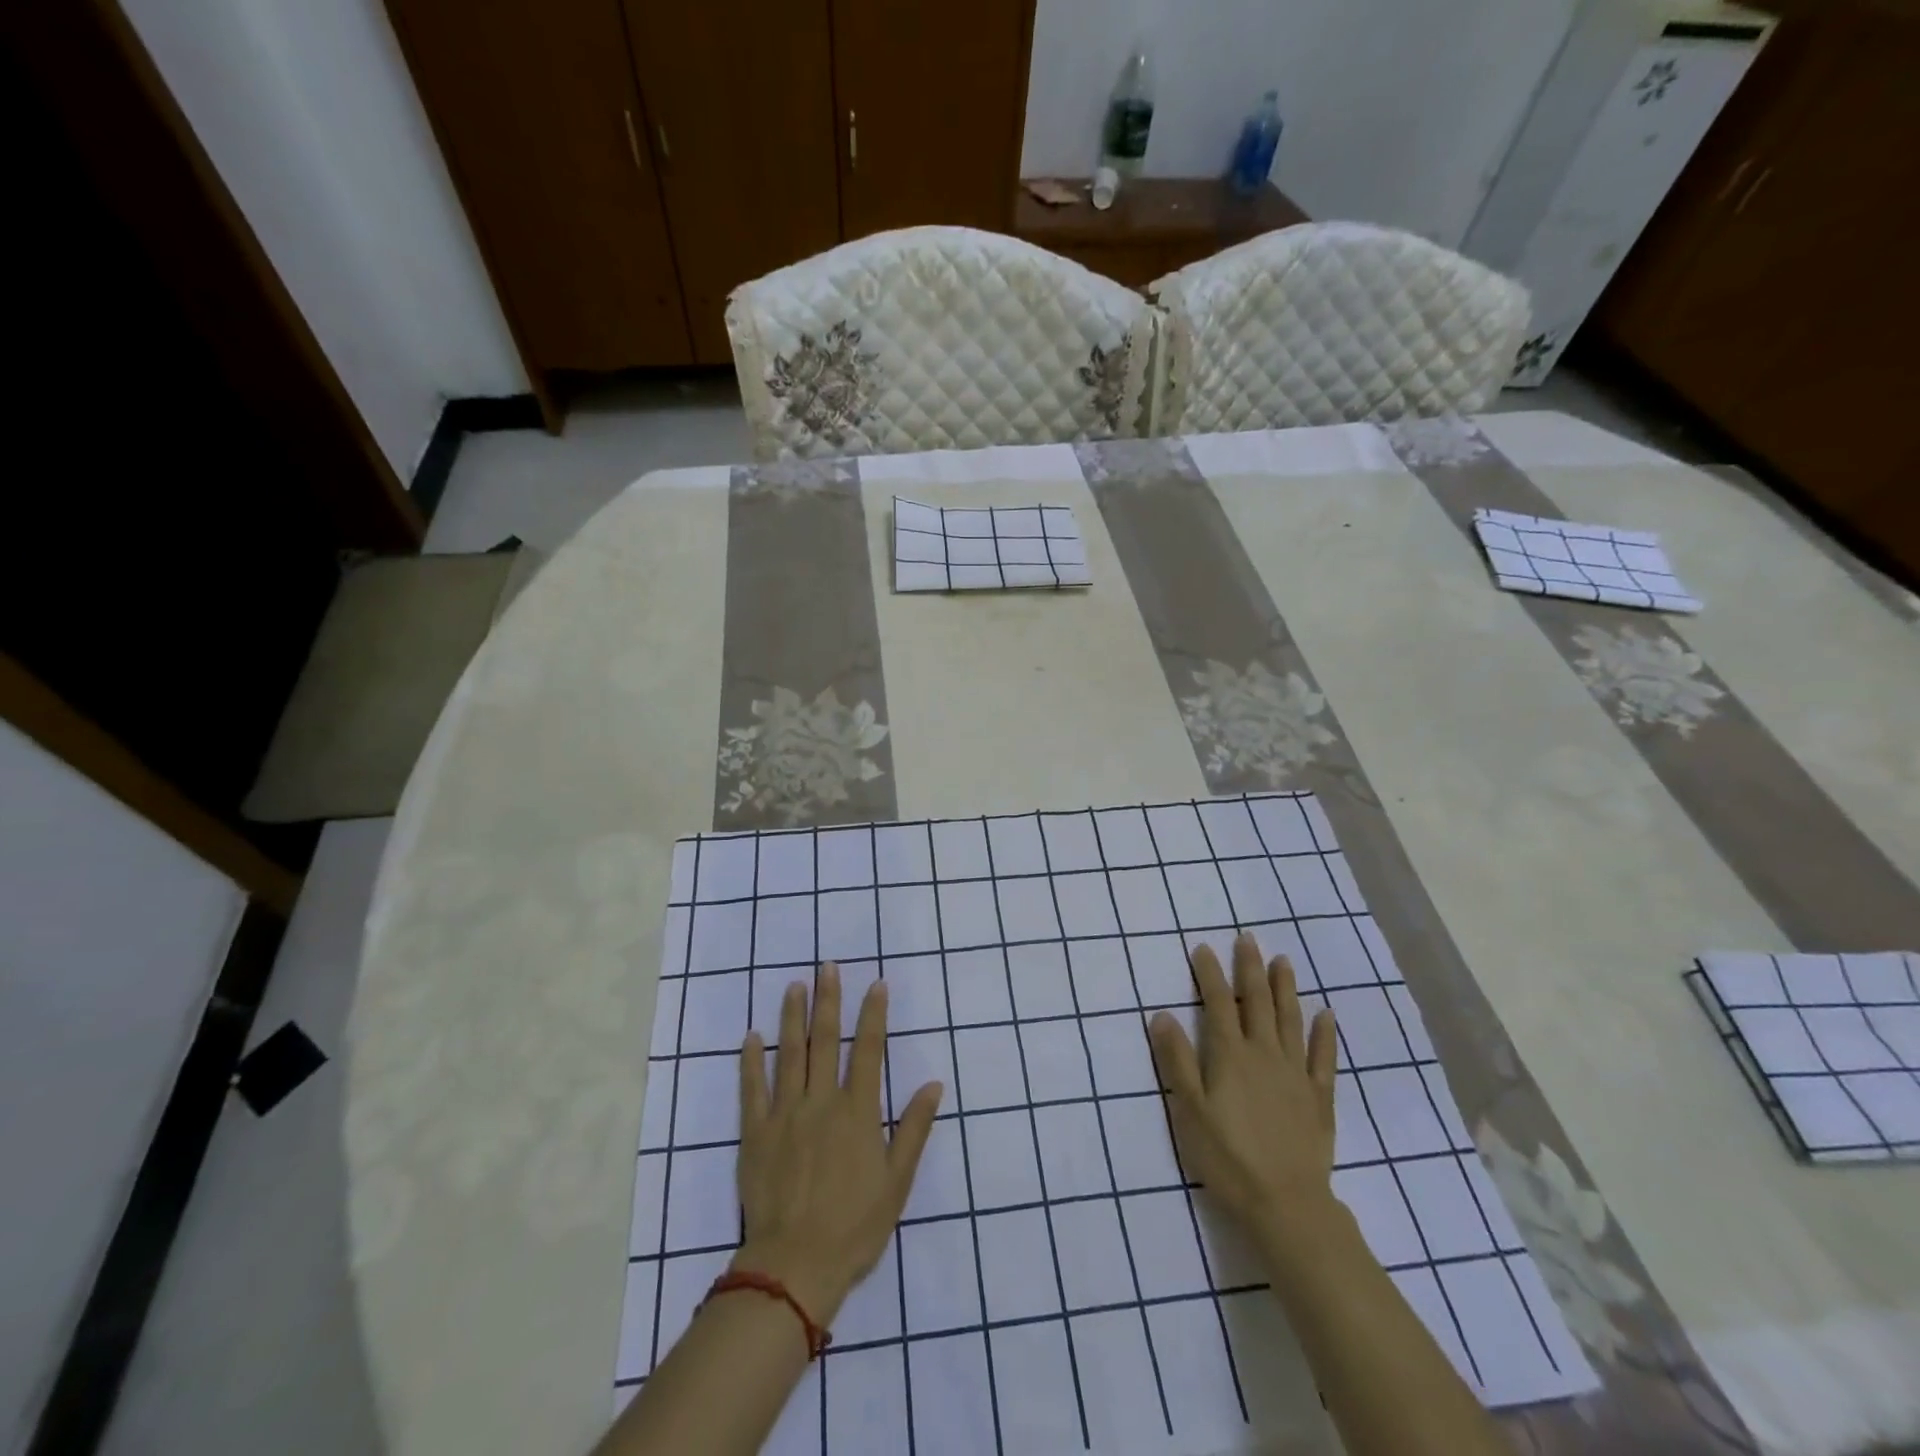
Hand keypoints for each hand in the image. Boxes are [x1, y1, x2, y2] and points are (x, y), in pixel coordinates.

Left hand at [732, 964, 943, 1326]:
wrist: (795, 1266)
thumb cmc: (854, 1226)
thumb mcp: (897, 1182)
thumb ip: (915, 1129)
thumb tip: (934, 1084)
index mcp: (857, 1112)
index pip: (869, 1050)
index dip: (873, 1015)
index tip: (876, 985)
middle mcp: (821, 1102)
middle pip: (825, 1041)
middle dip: (829, 1001)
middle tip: (828, 967)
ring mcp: (785, 1115)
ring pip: (789, 1055)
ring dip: (793, 1017)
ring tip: (795, 986)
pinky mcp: (755, 1134)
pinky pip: (752, 1089)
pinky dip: (751, 1061)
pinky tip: (752, 1036)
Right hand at [1149, 933, 1339, 1248]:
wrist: (1286, 1204)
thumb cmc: (1227, 1157)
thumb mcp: (1189, 1110)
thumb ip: (1176, 1060)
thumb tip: (1162, 1014)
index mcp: (1230, 1055)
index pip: (1216, 1004)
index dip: (1209, 974)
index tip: (1203, 948)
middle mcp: (1264, 1053)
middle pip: (1256, 1002)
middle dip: (1249, 968)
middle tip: (1248, 938)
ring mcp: (1295, 1074)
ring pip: (1290, 1020)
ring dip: (1285, 988)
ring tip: (1283, 961)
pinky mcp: (1319, 1098)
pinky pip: (1323, 1058)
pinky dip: (1324, 1034)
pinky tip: (1326, 1015)